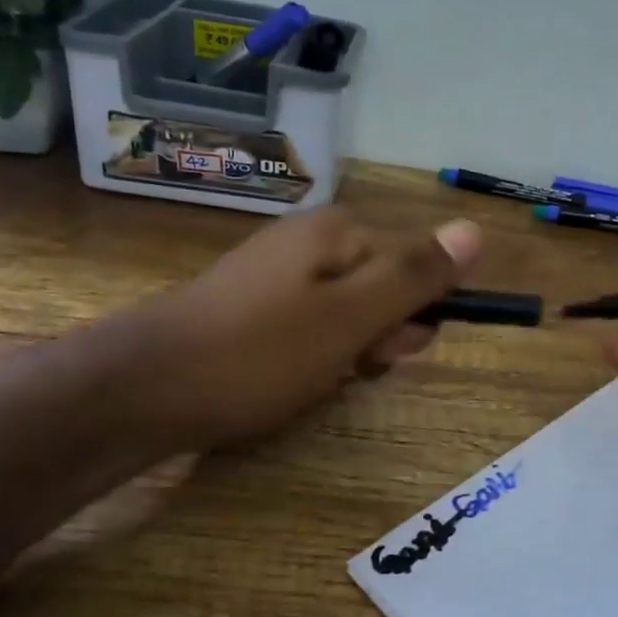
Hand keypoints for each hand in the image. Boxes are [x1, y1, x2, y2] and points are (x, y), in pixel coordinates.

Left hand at [112, 207, 481, 449]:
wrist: (142, 388)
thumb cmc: (258, 353)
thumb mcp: (350, 317)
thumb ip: (415, 276)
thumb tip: (475, 228)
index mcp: (337, 233)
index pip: (414, 266)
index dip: (413, 316)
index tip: (386, 353)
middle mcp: (308, 242)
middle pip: (380, 288)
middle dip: (376, 336)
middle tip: (345, 369)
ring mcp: (275, 275)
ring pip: (345, 315)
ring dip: (345, 353)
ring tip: (309, 381)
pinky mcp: (251, 308)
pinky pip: (307, 329)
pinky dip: (309, 358)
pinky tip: (286, 382)